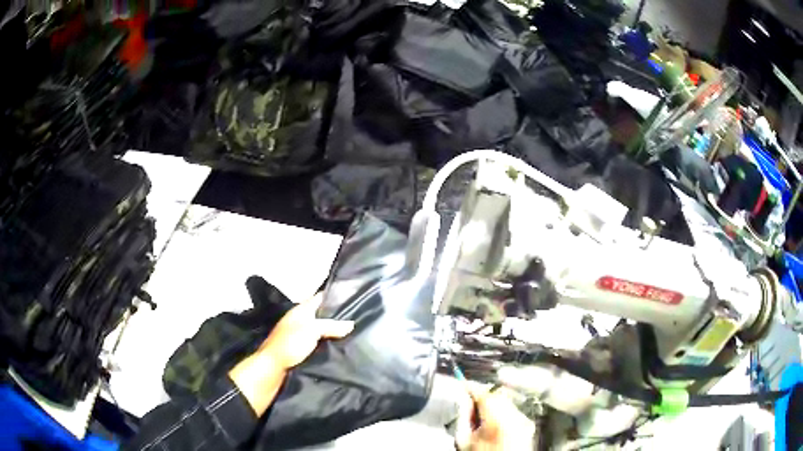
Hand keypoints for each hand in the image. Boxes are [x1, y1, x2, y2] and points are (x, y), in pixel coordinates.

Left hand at [258, 292, 354, 369]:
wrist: (272, 366)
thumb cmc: (290, 343)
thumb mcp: (312, 330)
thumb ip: (331, 326)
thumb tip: (351, 324)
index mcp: (301, 310)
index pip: (320, 298)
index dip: (334, 296)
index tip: (353, 297)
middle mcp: (299, 320)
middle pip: (321, 315)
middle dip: (337, 317)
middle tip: (357, 320)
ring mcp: (298, 335)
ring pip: (320, 330)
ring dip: (332, 332)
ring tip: (352, 335)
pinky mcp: (299, 349)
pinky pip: (317, 343)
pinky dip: (326, 344)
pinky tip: (337, 348)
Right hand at [456, 386, 534, 450]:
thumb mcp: (464, 440)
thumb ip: (463, 417)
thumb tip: (463, 400)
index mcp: (497, 418)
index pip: (483, 393)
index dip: (471, 387)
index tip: (462, 384)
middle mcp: (515, 415)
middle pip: (497, 395)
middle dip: (483, 397)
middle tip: (470, 406)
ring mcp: (524, 420)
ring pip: (506, 402)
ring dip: (493, 405)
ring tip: (481, 419)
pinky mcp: (528, 426)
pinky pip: (513, 412)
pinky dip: (502, 413)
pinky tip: (493, 426)